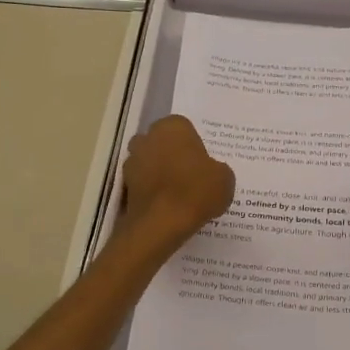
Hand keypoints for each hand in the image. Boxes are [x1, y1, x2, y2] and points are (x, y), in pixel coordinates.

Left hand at [119, 115, 235, 252]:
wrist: (160, 223)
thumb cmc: (195, 191)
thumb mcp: (225, 179)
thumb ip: (217, 169)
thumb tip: (211, 172)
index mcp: (172, 126)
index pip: (185, 128)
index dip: (194, 146)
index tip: (203, 164)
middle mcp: (148, 137)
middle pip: (163, 143)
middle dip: (173, 155)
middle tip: (191, 177)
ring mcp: (132, 161)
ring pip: (150, 163)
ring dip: (160, 173)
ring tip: (179, 195)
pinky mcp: (124, 185)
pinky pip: (142, 183)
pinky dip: (151, 191)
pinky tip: (166, 207)